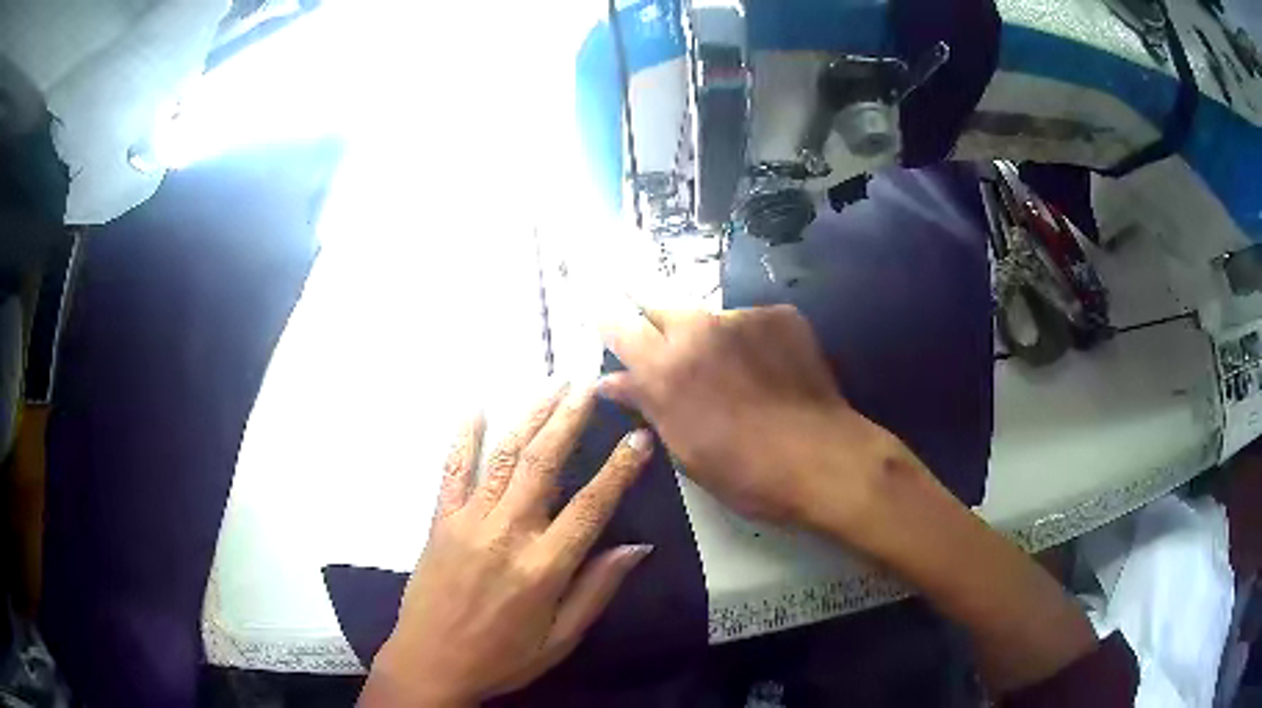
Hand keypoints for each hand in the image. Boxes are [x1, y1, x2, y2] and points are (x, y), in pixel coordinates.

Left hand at [360, 384, 654, 706]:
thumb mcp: (561, 638)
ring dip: (531, 418)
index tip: (639, 436)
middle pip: (545, 464)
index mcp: (543, 566)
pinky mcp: (440, 521)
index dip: (620, 468)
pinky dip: (465, 437)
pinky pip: (452, 470)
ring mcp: (468, 521)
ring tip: (552, 386)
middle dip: (569, 419)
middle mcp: (507, 533)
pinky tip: (476, 407)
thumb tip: (637, 547)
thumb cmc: (502, 658)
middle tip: (588, 384)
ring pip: (505, 458)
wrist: (430, 662)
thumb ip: (598, 589)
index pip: (591, 505)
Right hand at [601, 305, 906, 531]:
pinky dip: (751, 341)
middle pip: (661, 307)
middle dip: (659, 325)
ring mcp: (742, 316)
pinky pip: (751, 322)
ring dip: (711, 338)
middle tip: (673, 353)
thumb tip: (609, 383)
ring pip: (711, 318)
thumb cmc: (744, 471)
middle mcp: (697, 329)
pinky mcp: (780, 314)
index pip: (618, 325)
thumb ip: (647, 405)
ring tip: (737, 374)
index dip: (606, 316)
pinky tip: (771, 371)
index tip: (599, 308)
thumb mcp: (684, 449)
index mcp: (665, 369)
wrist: (822, 460)